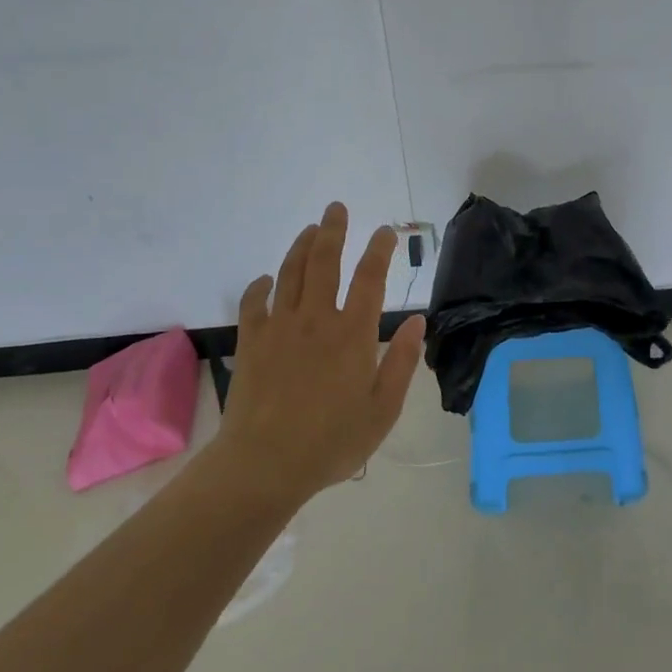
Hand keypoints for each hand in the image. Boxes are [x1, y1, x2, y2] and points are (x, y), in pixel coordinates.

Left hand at [216, 203, 425, 500]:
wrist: (265, 464)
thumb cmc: (332, 441)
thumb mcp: (383, 409)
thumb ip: (402, 362)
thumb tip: (419, 321)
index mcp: (353, 334)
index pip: (370, 278)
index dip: (379, 250)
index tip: (386, 231)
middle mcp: (317, 319)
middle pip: (324, 261)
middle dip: (333, 230)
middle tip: (336, 208)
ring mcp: (280, 326)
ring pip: (290, 273)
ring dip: (301, 247)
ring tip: (310, 230)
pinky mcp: (251, 341)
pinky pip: (254, 302)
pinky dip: (261, 286)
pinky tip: (266, 280)